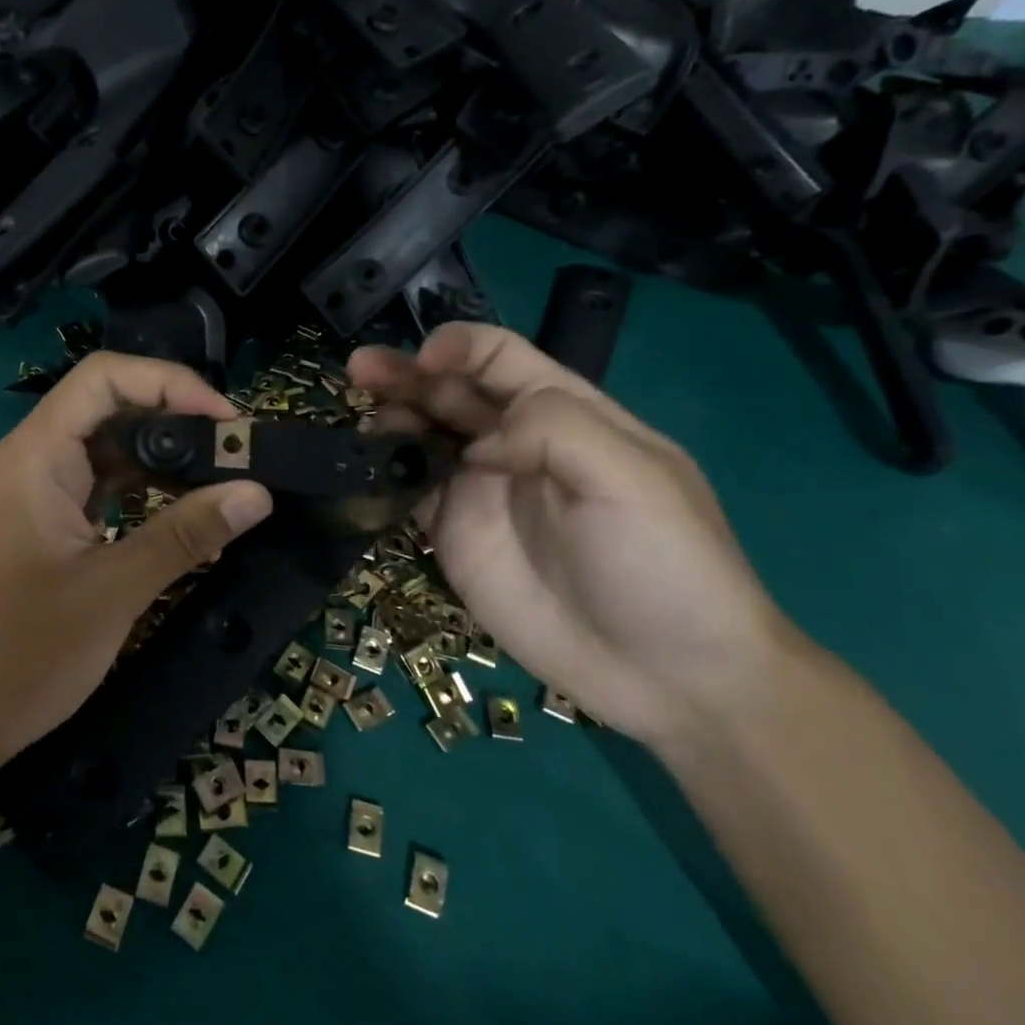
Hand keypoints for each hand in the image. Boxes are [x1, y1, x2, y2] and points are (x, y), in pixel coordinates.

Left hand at [0, 353, 272, 796]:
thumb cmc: (18, 653)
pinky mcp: (43, 528)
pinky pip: (100, 492)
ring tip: (225, 485)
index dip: (171, 383)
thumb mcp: (111, 591)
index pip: (104, 378)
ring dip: (164, 464)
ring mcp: (36, 495)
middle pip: (110, 410)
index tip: (227, 421)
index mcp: (36, 455)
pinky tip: (186, 518)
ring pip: (108, 453)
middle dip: (177, 423)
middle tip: (239, 455)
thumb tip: (257, 494)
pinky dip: (144, 497)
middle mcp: (32, 461)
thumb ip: (184, 536)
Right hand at [349, 324, 806, 747]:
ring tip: (362, 424)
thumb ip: (553, 428)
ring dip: (388, 419)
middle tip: (359, 372)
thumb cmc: (665, 566)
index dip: (457, 348)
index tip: (421, 361)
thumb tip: (475, 443)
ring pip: (420, 437)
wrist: (665, 676)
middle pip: (448, 392)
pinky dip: (382, 475)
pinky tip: (362, 469)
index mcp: (563, 415)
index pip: (498, 358)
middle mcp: (513, 444)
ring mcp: (478, 492)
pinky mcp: (452, 537)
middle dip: (404, 375)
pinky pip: (408, 493)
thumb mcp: (633, 478)